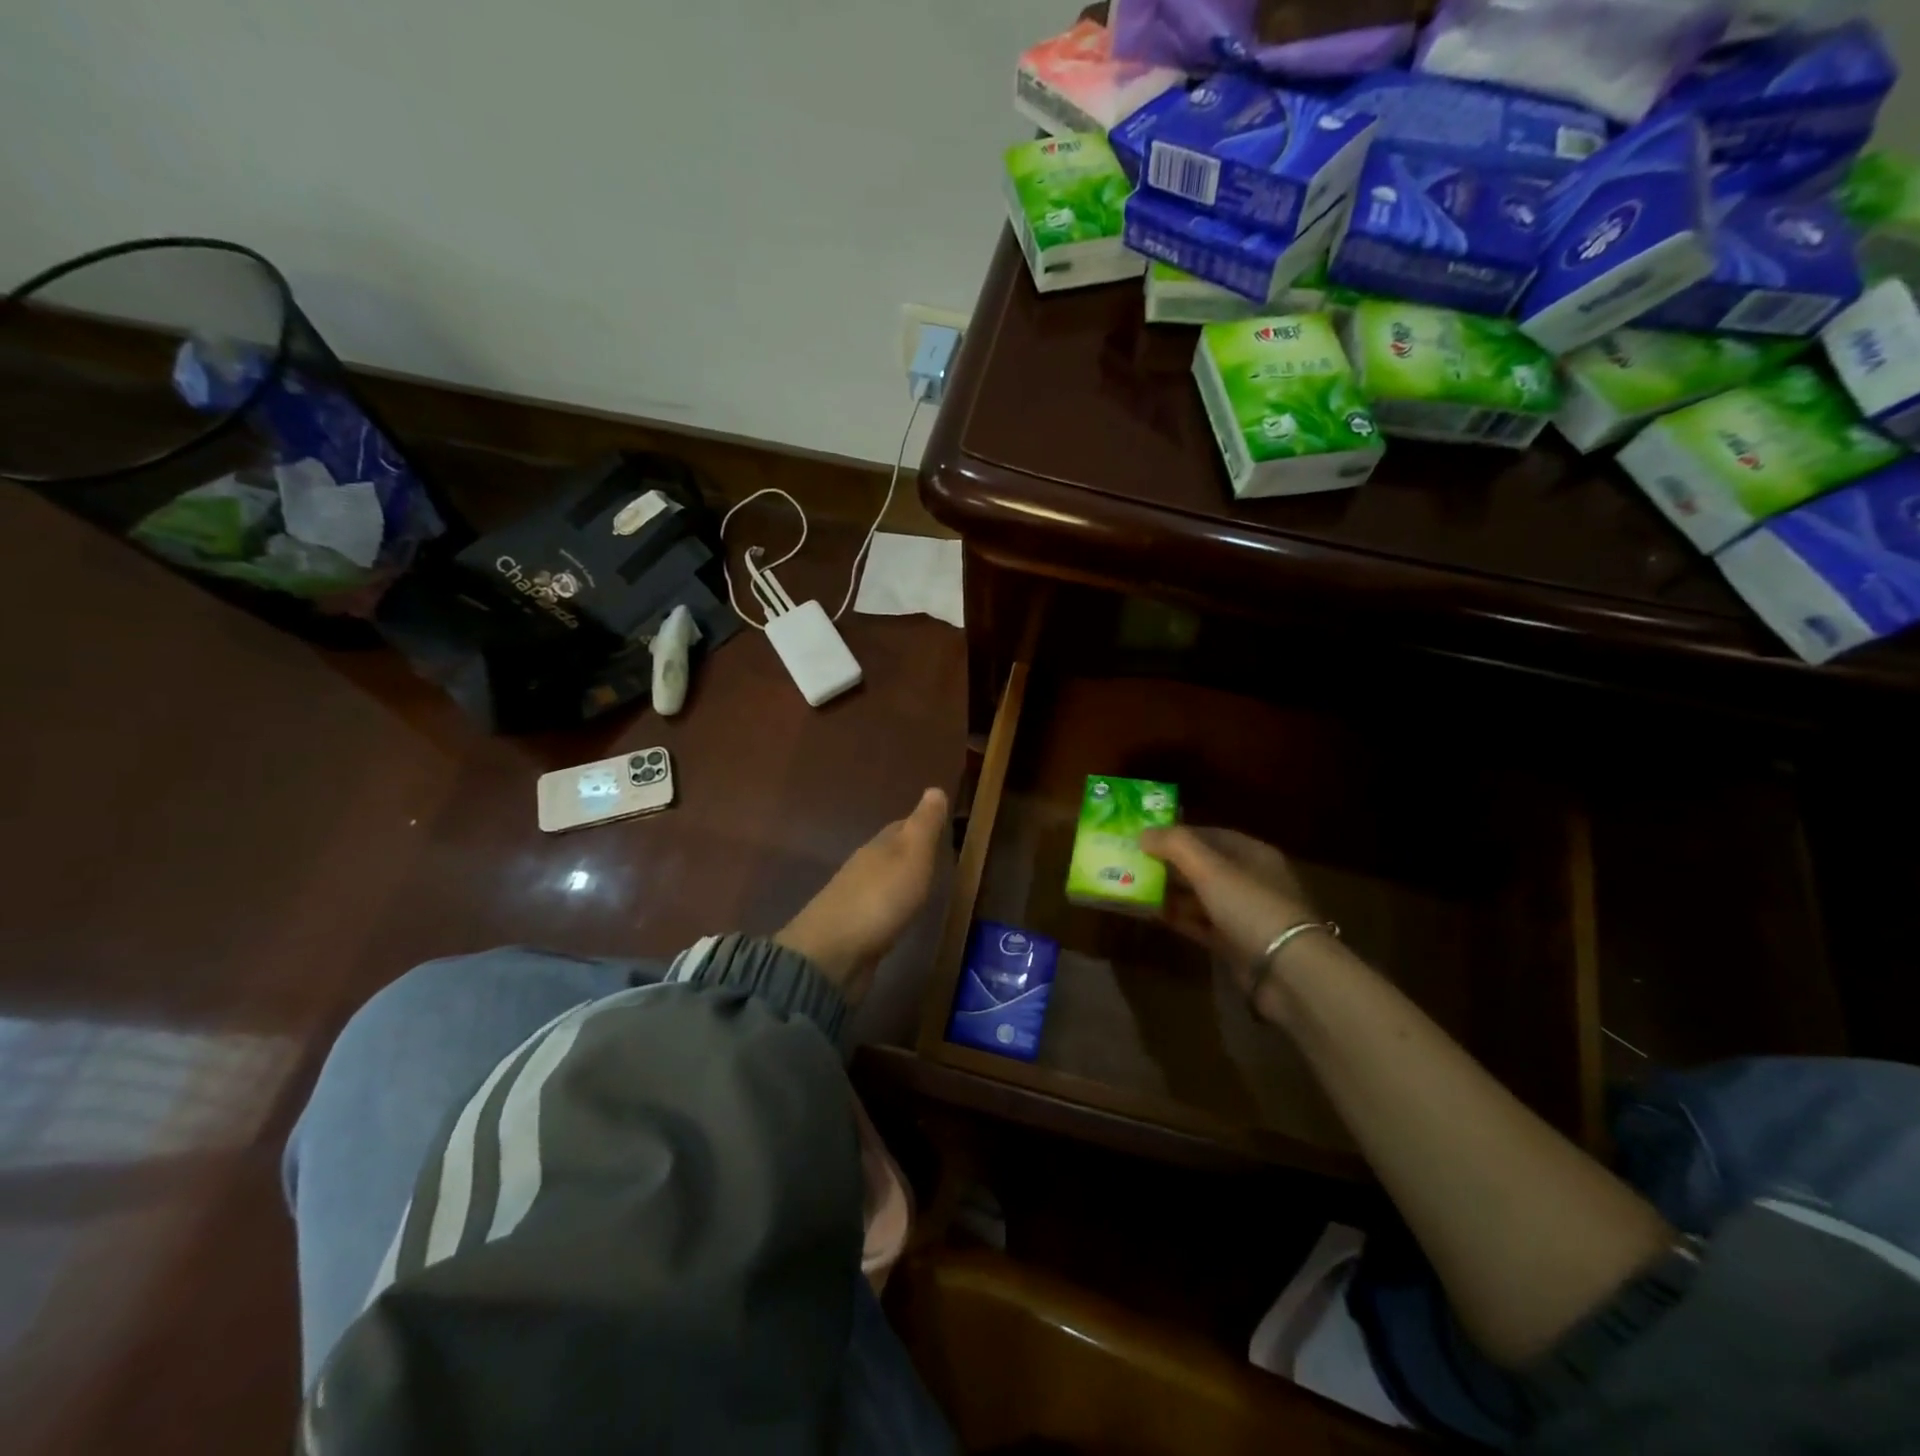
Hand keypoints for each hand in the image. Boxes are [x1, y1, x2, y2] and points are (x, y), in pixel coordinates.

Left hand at [776, 788, 948, 1004]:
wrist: (832, 955)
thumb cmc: (879, 900)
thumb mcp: (911, 856)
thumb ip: (924, 825)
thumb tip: (935, 788)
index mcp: (878, 848)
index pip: (901, 827)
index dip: (921, 824)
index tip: (942, 825)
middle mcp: (863, 868)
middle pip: (889, 853)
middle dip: (909, 851)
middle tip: (937, 856)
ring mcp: (854, 900)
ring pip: (882, 881)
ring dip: (899, 880)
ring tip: (923, 886)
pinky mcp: (853, 931)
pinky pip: (877, 910)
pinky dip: (890, 907)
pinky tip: (899, 917)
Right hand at [1139, 826, 1317, 993]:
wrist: (1287, 972)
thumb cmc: (1250, 906)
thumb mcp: (1210, 868)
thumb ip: (1175, 845)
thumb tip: (1142, 833)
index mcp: (1253, 854)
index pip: (1210, 834)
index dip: (1178, 833)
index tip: (1145, 836)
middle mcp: (1250, 880)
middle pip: (1203, 865)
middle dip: (1169, 863)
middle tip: (1132, 862)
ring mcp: (1243, 913)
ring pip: (1199, 895)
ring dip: (1170, 892)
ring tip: (1134, 887)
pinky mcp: (1235, 943)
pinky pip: (1200, 923)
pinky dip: (1178, 917)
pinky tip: (1151, 914)